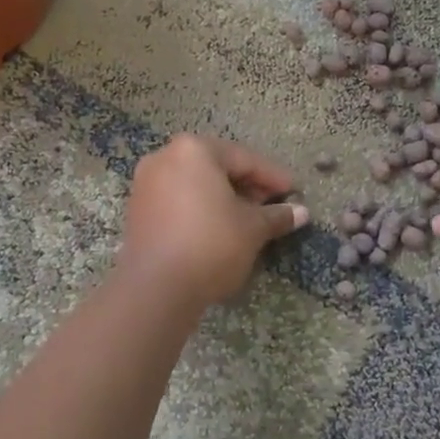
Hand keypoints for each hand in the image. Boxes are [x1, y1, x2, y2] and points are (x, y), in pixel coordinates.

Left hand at [119, 135, 308, 306]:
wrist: (156, 288)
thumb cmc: (212, 244)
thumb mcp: (253, 228)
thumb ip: (277, 215)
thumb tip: (301, 212)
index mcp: (194, 150)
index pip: (244, 159)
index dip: (273, 177)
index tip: (295, 192)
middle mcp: (165, 157)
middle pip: (217, 167)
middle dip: (247, 186)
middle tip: (273, 205)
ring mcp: (146, 183)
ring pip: (196, 184)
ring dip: (225, 198)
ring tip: (250, 220)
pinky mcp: (138, 210)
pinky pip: (179, 200)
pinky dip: (202, 208)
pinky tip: (221, 228)